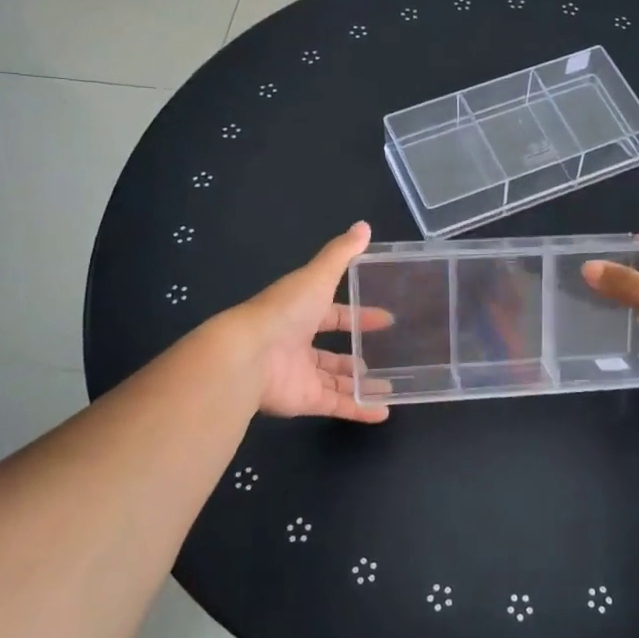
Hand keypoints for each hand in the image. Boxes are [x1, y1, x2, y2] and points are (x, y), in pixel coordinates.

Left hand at [231, 222, 391, 423]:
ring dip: (361, 384)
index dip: (359, 316)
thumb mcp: (317, 276)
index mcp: (300, 313)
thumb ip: (341, 254)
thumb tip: (364, 225)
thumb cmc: (284, 311)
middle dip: (357, 354)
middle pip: (332, 352)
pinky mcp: (305, 401)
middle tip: (390, 355)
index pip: (333, 315)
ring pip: (336, 381)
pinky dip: (360, 410)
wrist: (248, 356)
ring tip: (390, 385)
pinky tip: (384, 412)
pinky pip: (337, 406)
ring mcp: (301, 375)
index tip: (386, 319)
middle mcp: (298, 344)